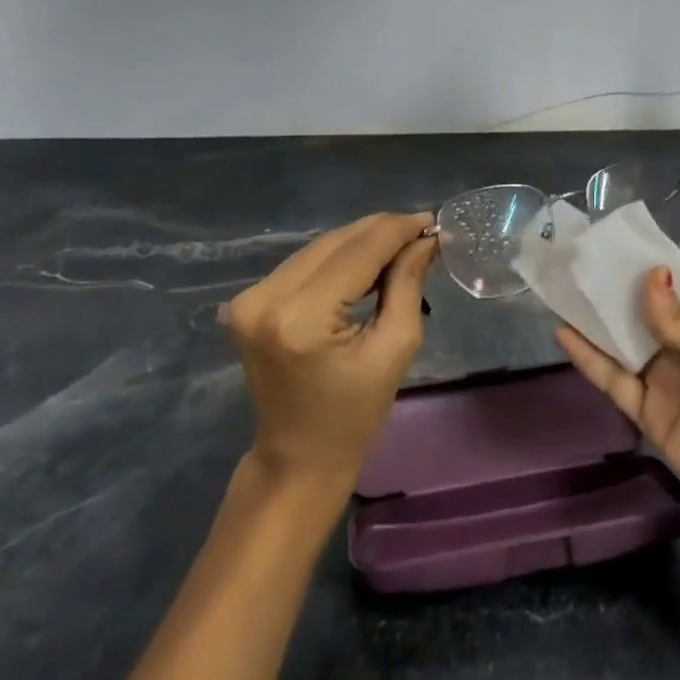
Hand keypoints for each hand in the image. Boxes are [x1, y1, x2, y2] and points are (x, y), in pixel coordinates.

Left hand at [224, 212, 437, 488]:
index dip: (397, 230)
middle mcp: (267, 298)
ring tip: (399, 246)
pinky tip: (366, 263)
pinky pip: (304, 263)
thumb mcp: (394, 349)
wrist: (297, 459)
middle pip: (336, 242)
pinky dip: (337, 258)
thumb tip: (424, 238)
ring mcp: (250, 298)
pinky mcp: (248, 301)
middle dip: (381, 232)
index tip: (431, 221)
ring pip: (319, 247)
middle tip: (421, 231)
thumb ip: (407, 284)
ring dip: (360, 242)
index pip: (358, 252)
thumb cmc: (354, 416)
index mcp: (302, 318)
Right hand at [556, 268, 679, 566]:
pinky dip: (588, 358)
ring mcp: (664, 380)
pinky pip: (613, 379)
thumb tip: (649, 274)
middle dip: (609, 289)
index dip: (640, 266)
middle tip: (570, 261)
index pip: (671, 286)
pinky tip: (562, 334)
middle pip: (640, 312)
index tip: (603, 243)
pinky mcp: (647, 413)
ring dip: (593, 319)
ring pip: (621, 342)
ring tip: (558, 288)